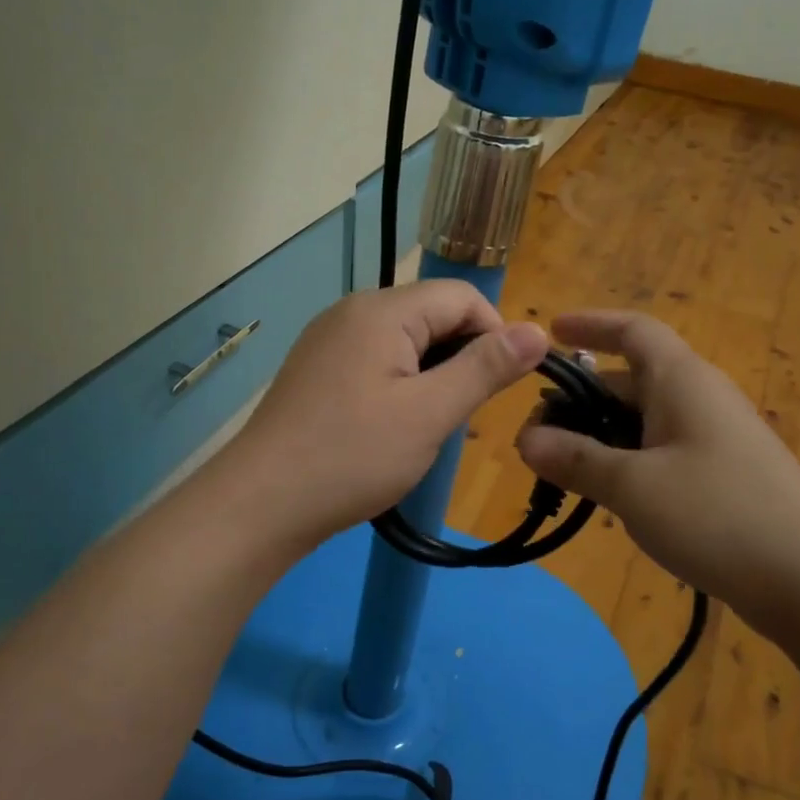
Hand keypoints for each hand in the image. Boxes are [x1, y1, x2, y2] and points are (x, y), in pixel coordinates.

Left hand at [220, 281, 547, 550]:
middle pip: (432, 316)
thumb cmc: (352, 456)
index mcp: (382, 310)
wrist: (261, 503)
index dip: (495, 334)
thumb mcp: (430, 413)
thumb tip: (538, 332)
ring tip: (436, 429)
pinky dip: (402, 387)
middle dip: (462, 359)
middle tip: (466, 417)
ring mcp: (329, 341)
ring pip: (406, 343)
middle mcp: (353, 311)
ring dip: (434, 378)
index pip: (462, 296)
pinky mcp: (317, 370)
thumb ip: (485, 368)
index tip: (503, 387)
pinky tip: (398, 429)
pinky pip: (376, 363)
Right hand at [516, 312, 799, 632]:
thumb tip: (526, 440)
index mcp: (682, 380)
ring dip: (602, 435)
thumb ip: (576, 460)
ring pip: (646, 419)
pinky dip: (629, 460)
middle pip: (631, 380)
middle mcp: (702, 397)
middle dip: (581, 400)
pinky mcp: (727, 474)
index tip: (550, 333)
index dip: (590, 324)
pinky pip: (665, 450)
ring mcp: (718, 437)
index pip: (633, 330)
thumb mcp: (632, 487)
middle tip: (536, 435)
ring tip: (563, 469)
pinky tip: (612, 496)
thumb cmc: (717, 516)